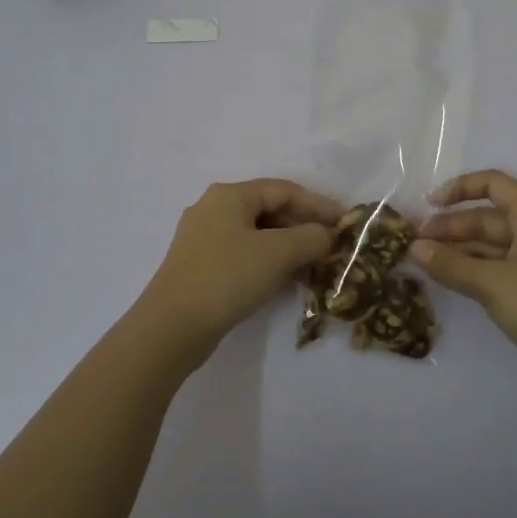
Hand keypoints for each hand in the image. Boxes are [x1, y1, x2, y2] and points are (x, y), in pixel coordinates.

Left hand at [138, 179, 340, 360]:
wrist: (171, 327)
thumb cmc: (227, 277)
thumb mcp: (278, 253)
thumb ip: (310, 238)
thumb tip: (327, 234)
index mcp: (230, 195)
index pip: (284, 190)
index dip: (318, 204)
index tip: (345, 222)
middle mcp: (214, 208)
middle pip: (270, 210)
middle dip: (304, 227)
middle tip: (332, 246)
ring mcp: (203, 239)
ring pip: (257, 235)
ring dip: (289, 247)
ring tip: (316, 266)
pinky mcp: (200, 266)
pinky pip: (244, 254)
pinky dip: (269, 262)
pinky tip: (287, 281)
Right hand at [414, 170, 516, 395]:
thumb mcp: (492, 283)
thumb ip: (451, 264)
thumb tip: (414, 248)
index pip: (494, 184)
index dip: (461, 187)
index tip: (430, 203)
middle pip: (488, 217)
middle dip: (451, 226)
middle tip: (415, 242)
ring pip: (490, 244)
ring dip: (458, 249)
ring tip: (423, 259)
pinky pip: (496, 266)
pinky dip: (472, 268)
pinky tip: (447, 277)